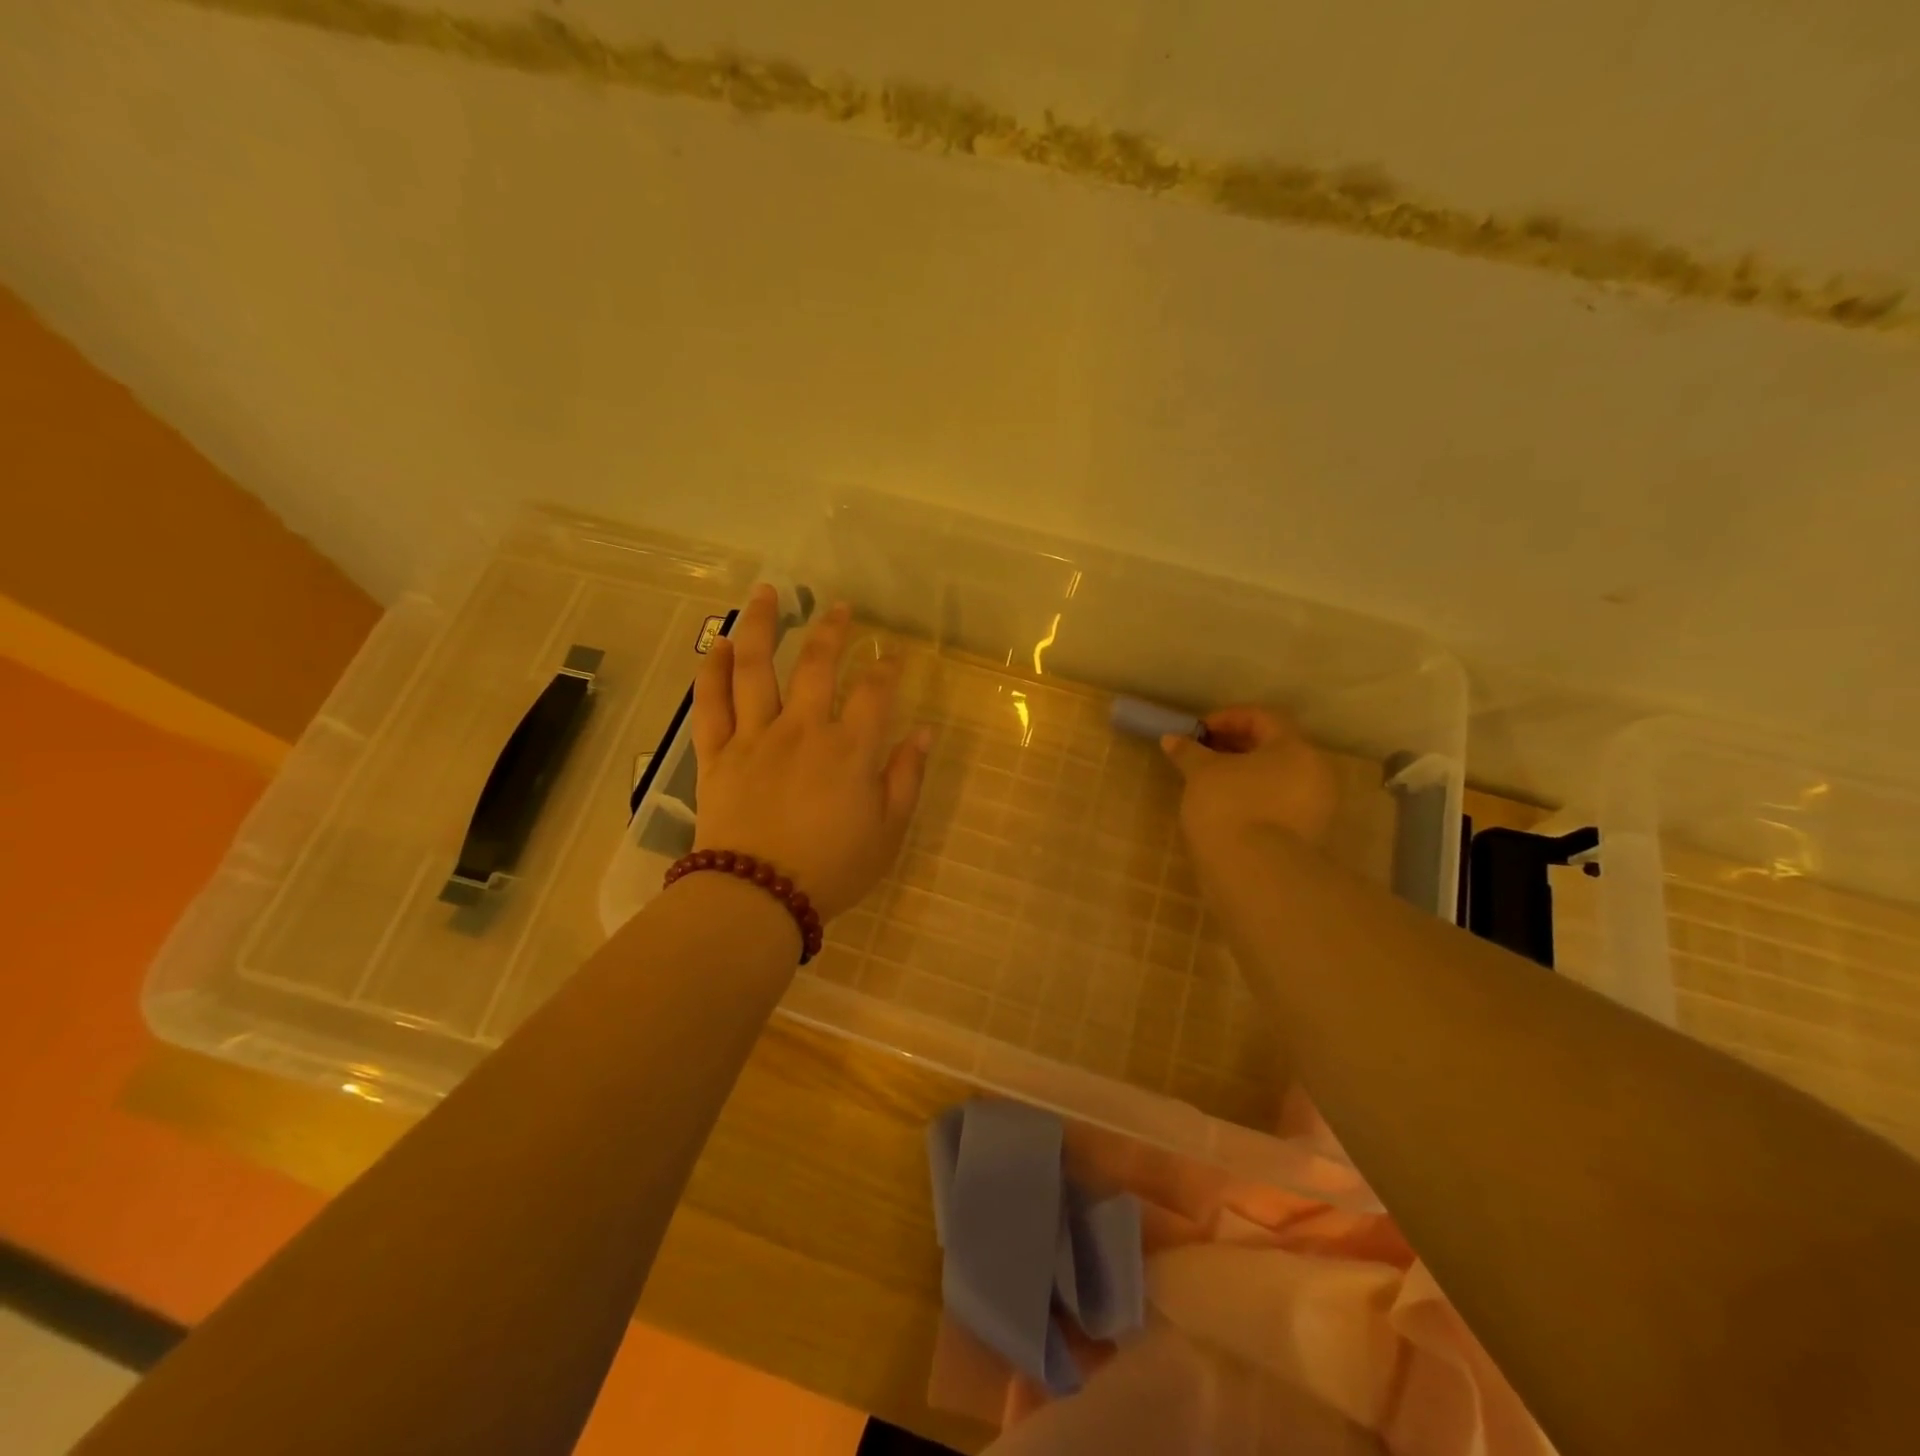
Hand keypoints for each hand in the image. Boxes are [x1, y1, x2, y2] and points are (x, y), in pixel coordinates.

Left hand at [690, 584, 931, 919]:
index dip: (887, 667)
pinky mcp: (717, 755)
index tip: (893, 655)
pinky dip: (711, 671)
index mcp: (849, 749)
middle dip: (831, 630)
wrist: (758, 898)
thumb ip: (906, 777)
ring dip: (761, 625)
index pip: (874, 691)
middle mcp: (802, 729)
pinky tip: (716, 644)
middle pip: (815, 664)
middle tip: (840, 608)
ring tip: (766, 592)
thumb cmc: (832, 869)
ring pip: (754, 668)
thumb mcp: (888, 831)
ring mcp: (754, 738)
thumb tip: (923, 732)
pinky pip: (711, 705)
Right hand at [1160, 706, 1336, 860]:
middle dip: (1235, 745)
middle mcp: (1314, 773)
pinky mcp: (1306, 835)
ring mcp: (1314, 807)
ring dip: (1243, 773)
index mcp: (1295, 748)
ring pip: (1276, 777)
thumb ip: (1188, 751)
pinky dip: (1252, 796)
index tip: (1198, 731)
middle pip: (1273, 747)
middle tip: (1201, 753)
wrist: (1253, 873)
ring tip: (1208, 782)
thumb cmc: (1229, 807)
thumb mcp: (1201, 773)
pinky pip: (1277, 802)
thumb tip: (1172, 738)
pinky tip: (1224, 807)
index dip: (1227, 718)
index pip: (1263, 718)